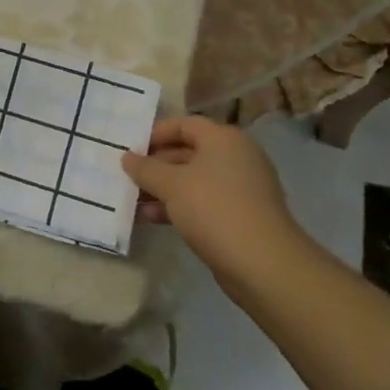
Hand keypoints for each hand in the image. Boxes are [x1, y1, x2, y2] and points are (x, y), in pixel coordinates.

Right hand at [123, 116, 303, 281]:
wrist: (263, 264)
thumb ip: (146, 168)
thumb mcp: (172, 185)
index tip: (131, 149)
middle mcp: (235, 157)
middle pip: (188, 152)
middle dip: (156, 166)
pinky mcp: (241, 216)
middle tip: (127, 177)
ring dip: (163, 190)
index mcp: (223, 139)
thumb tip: (127, 157)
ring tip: (133, 203)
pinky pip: (203, 202)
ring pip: (193, 181)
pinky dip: (179, 207)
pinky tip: (153, 220)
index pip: (184, 124)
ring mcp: (241, 188)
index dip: (155, 134)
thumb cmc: (214, 209)